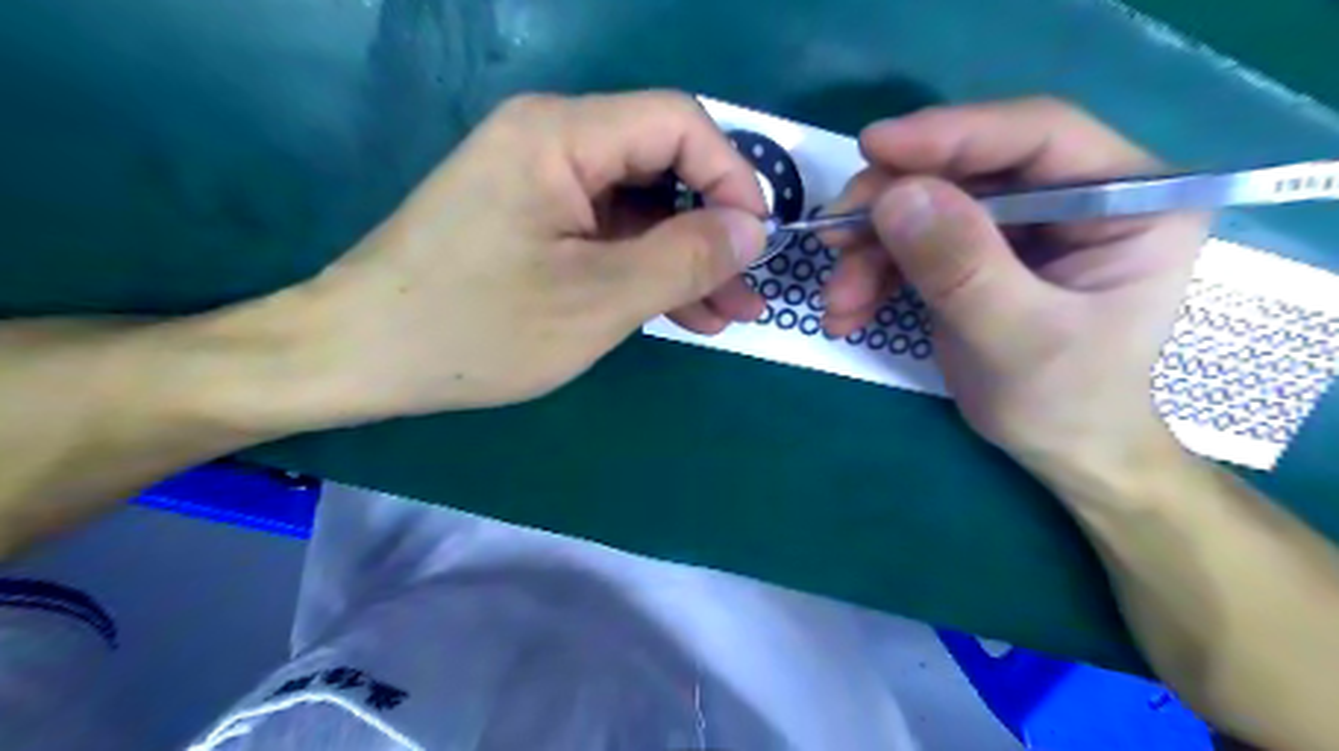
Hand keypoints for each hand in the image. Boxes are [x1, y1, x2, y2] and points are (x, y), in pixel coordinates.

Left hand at [266, 91, 769, 423]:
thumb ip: (685, 257)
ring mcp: (540, 185)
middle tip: (747, 292)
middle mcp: (552, 142)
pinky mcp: (533, 222)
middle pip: (662, 168)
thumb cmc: (476, 327)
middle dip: (712, 231)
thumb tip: (753, 229)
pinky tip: (681, 311)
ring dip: (685, 260)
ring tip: (726, 314)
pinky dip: (645, 270)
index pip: (679, 124)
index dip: (732, 177)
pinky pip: (607, 235)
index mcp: (561, 135)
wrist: (360, 356)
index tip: (757, 242)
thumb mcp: (597, 299)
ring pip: (639, 209)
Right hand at [828, 100, 1215, 475]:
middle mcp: (1074, 196)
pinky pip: (912, 245)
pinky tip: (847, 314)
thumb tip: (895, 197)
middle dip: (890, 208)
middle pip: (966, 171)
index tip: (872, 147)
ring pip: (926, 209)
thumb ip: (961, 267)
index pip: (1036, 137)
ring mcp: (1019, 226)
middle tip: (833, 238)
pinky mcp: (977, 253)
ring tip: (837, 303)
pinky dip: (872, 277)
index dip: (950, 135)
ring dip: (869, 253)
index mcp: (1126, 198)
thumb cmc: (1066, 401)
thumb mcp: (1017, 338)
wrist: (1059, 450)